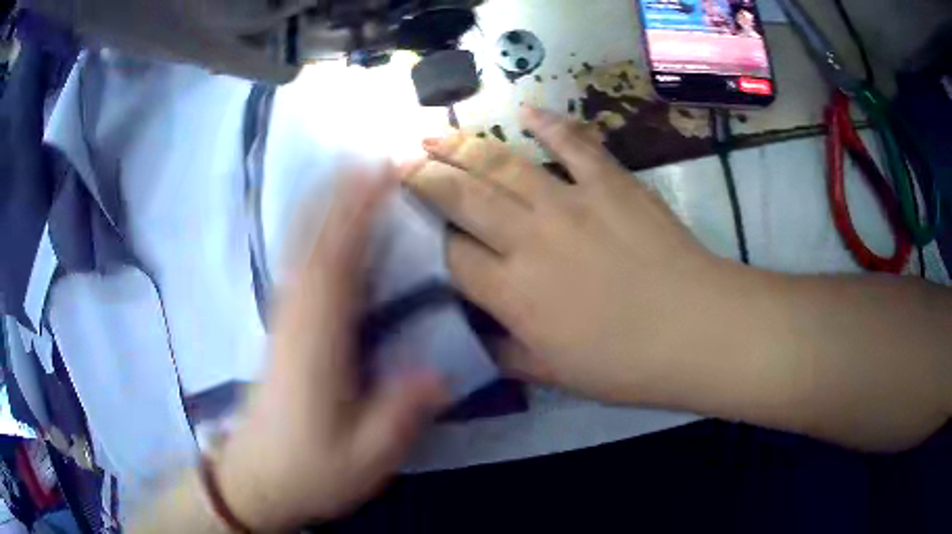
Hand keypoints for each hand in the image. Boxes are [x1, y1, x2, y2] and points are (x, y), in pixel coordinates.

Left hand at [216, 169, 447, 530]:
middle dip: (341, 194)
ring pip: (302, 249)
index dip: (357, 211)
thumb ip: (402, 413)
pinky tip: (329, 228)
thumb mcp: (367, 456)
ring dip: (324, 207)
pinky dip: (312, 236)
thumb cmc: (311, 469)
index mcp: (317, 343)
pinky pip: (298, 268)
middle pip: (315, 242)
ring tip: (354, 174)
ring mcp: (284, 320)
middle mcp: (296, 318)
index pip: (337, 262)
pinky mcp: (282, 328)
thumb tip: (441, 371)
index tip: (380, 171)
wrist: (258, 479)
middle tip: (374, 156)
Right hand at [403, 107, 743, 404]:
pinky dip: (550, 122)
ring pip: (502, 162)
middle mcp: (529, 238)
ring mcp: (571, 202)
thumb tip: (474, 339)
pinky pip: (573, 142)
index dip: (425, 237)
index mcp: (514, 293)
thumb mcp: (555, 375)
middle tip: (400, 159)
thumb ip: (506, 354)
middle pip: (461, 196)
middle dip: (424, 175)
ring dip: (463, 145)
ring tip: (435, 133)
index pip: (450, 255)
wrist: (696, 330)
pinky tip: (526, 110)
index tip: (411, 224)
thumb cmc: (626, 364)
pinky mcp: (611, 182)